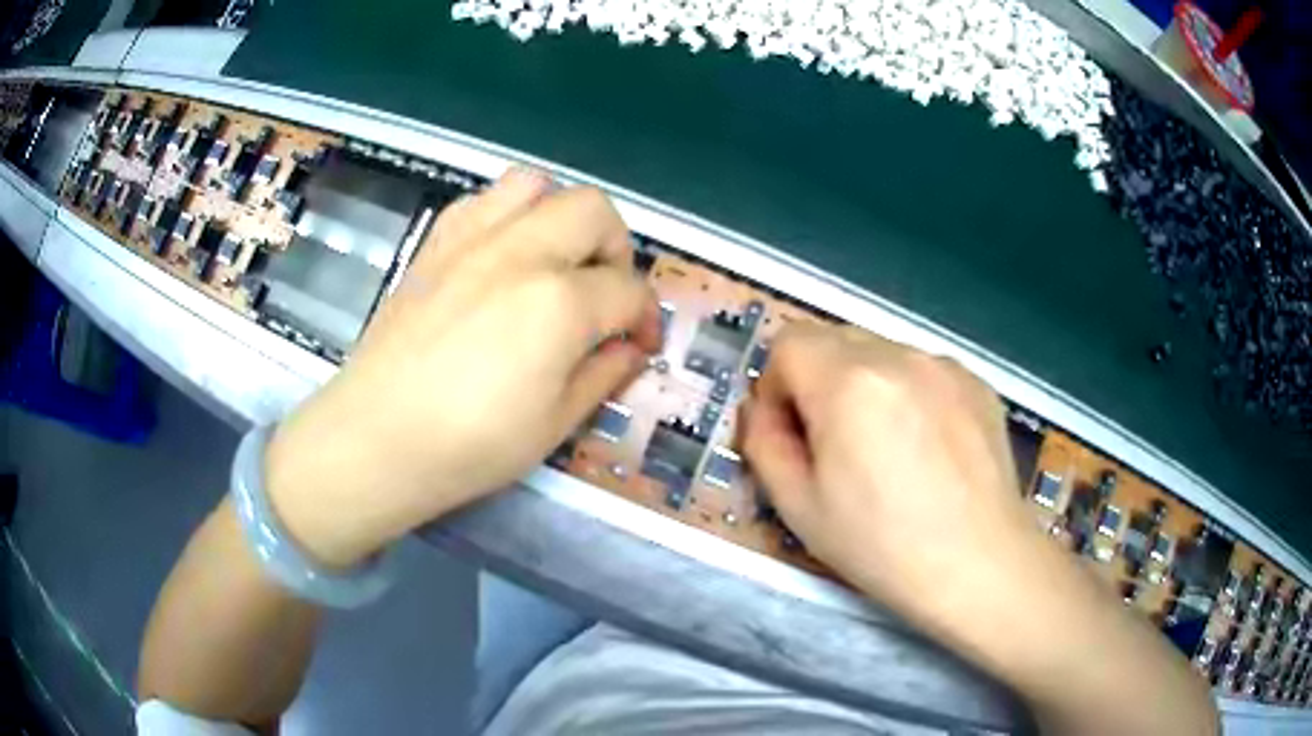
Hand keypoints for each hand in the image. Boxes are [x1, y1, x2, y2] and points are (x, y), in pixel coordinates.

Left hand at [264, 168, 662, 567]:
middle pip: (594, 211)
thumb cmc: (469, 446)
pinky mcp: (435, 243)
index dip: (646, 316)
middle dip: (617, 248)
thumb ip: (604, 374)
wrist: (376, 438)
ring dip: (562, 215)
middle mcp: (521, 251)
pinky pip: (484, 200)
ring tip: (556, 259)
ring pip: (537, 185)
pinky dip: (509, 214)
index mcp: (559, 303)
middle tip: (606, 293)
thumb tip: (631, 348)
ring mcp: (472, 239)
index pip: (628, 289)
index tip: (641, 343)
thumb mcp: (554, 425)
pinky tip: (503, 256)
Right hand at [739, 323, 1041, 629]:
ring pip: (880, 354)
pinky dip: (909, 395)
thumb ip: (763, 444)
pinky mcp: (978, 382)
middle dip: (818, 382)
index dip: (777, 386)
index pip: (788, 341)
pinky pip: (923, 371)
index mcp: (848, 382)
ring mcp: (945, 365)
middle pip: (833, 340)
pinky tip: (928, 450)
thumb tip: (765, 411)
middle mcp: (899, 355)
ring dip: (865, 387)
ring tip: (888, 450)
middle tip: (834, 445)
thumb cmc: (883, 547)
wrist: (981, 566)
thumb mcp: (798, 508)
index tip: (792, 434)